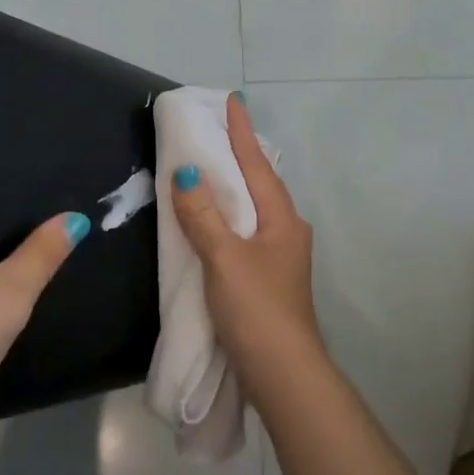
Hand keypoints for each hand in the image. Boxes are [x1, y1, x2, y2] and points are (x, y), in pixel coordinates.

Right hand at [169, 95, 319, 377]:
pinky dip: (228, 215)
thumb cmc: (256, 308)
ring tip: (212, 165)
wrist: (283, 374)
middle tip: (216, 129)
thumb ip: (203, 215)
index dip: (242, 132)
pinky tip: (215, 218)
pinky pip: (245, 231)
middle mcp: (286, 230)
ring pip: (253, 208)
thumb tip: (187, 172)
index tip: (234, 100)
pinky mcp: (268, 277)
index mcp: (281, 218)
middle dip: (239, 155)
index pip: (256, 163)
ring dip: (234, 185)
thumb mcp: (224, 258)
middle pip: (259, 182)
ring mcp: (280, 256)